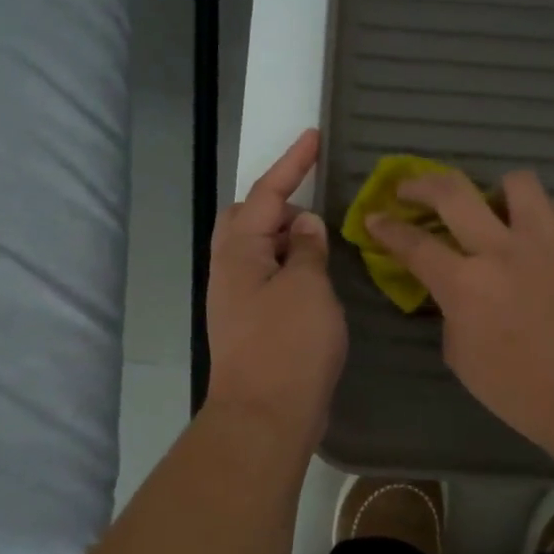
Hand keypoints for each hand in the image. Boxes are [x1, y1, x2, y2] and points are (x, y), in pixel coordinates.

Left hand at [205, 129, 346, 442]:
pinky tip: (316, 279)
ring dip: (288, 238)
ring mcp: (238, 299)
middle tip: (316, 208)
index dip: (292, 163)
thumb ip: (308, 249)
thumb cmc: (288, 346)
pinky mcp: (252, 324)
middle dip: (280, 203)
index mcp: (240, 253)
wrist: (265, 417)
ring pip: (260, 250)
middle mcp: (231, 270)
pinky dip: (292, 267)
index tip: (313, 136)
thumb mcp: (308, 288)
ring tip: (322, 242)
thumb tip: (306, 225)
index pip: (266, 193)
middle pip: (249, 218)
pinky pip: (270, 278)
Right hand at [368, 169, 553, 453]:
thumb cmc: (519, 390)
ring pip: (516, 181)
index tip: (374, 217)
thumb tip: (455, 292)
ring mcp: (543, 242)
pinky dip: (536, 212)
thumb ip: (451, 313)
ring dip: (495, 189)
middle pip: (453, 192)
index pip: (414, 244)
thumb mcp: (462, 357)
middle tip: (410, 190)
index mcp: (464, 284)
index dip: (387, 228)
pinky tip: (533, 232)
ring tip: (491, 206)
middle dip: (421, 184)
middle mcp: (500, 250)